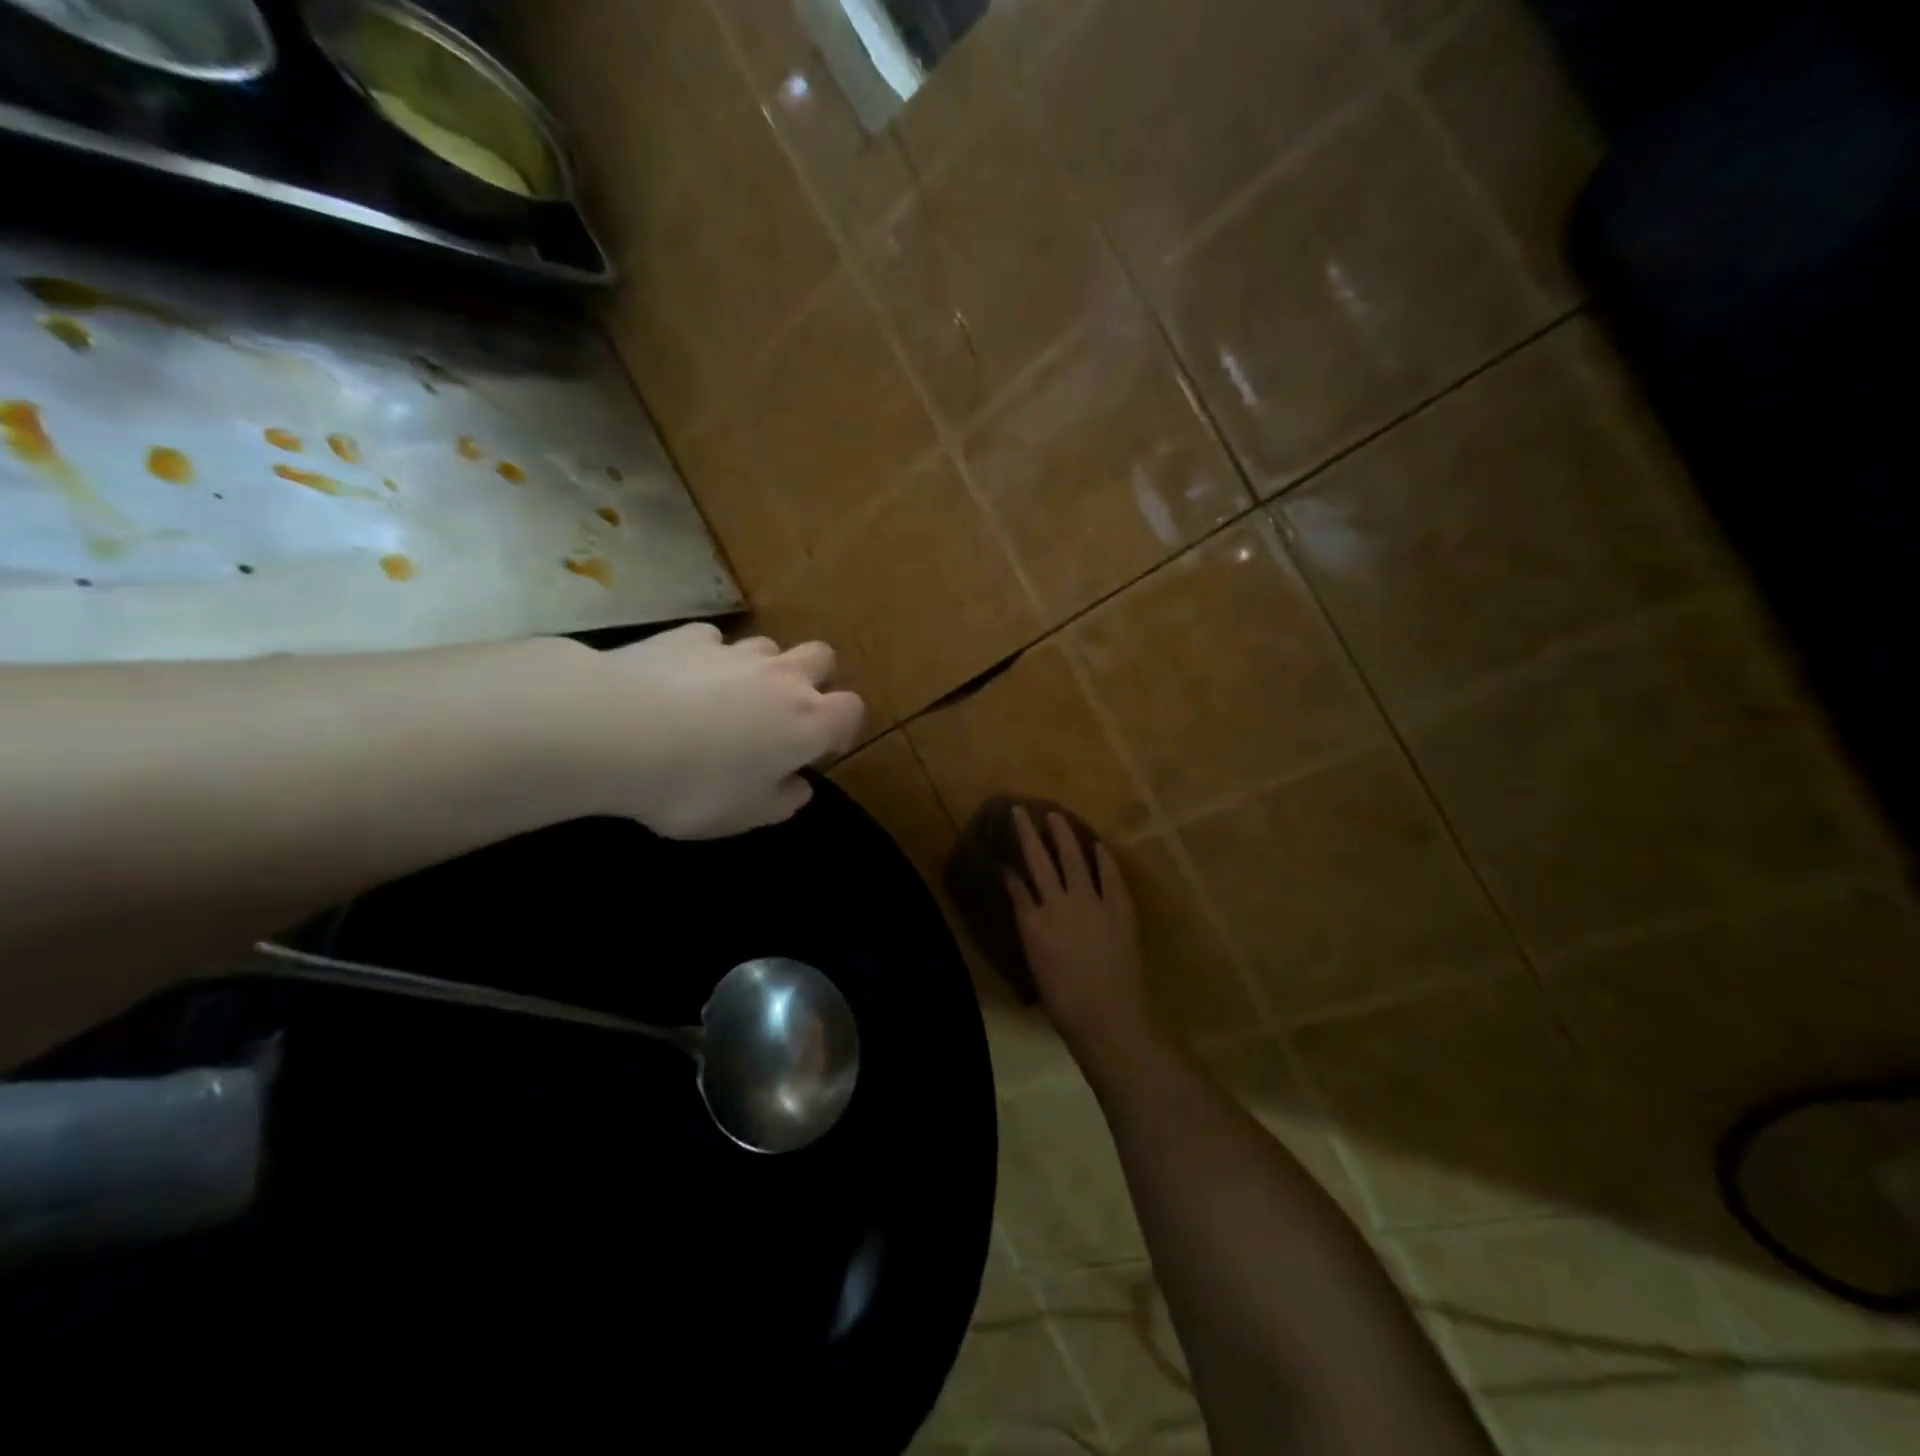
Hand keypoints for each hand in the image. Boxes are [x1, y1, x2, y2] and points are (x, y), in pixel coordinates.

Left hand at [569, 624, 863, 838]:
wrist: (614, 731)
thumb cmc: (694, 785)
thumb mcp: (743, 816)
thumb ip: (781, 801)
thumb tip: (798, 787)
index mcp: (807, 721)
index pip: (851, 709)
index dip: (842, 726)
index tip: (821, 748)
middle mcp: (781, 677)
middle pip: (821, 657)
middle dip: (813, 679)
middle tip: (785, 712)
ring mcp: (734, 651)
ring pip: (768, 646)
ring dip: (761, 668)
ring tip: (729, 697)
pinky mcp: (687, 637)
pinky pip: (712, 641)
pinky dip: (707, 658)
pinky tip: (681, 680)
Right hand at [1006, 807, 1157, 1057]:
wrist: (1108, 1018)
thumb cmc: (1066, 1004)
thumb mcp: (1037, 967)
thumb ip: (1032, 934)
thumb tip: (1031, 913)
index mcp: (1033, 924)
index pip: (1016, 887)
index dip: (1010, 869)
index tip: (1005, 856)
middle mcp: (1057, 905)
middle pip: (1038, 861)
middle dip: (1028, 834)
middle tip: (1020, 811)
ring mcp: (1090, 902)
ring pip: (1072, 859)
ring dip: (1063, 835)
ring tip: (1055, 816)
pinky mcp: (1118, 906)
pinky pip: (1109, 874)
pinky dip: (1102, 858)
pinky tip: (1097, 844)